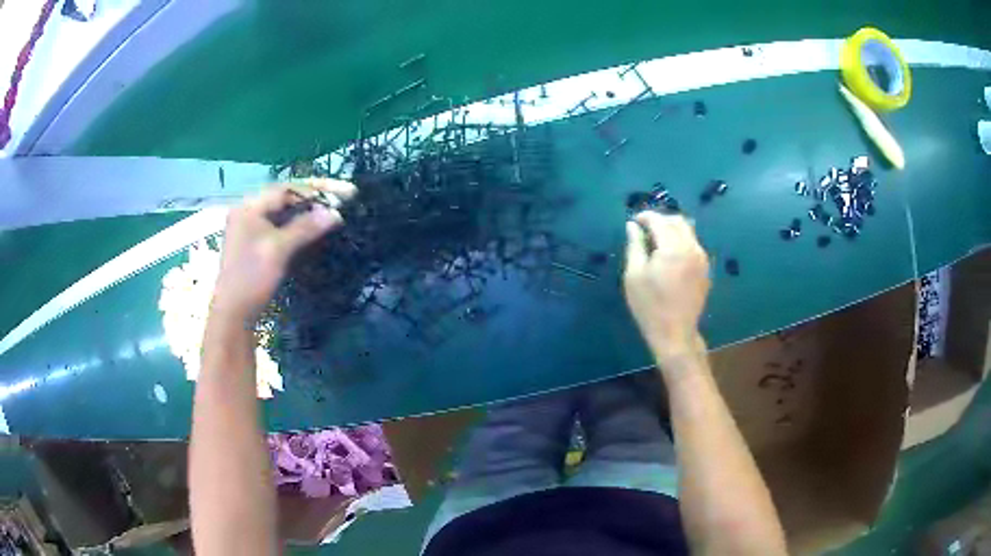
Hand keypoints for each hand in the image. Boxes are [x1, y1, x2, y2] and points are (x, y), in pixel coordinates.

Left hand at [211, 179, 356, 322]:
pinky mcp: (256, 244)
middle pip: (286, 197)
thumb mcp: (279, 250)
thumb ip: (305, 227)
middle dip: (315, 197)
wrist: (233, 314)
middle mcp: (249, 212)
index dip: (317, 188)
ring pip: (285, 212)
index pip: (288, 188)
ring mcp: (251, 229)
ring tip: (334, 210)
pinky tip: (315, 227)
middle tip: (344, 198)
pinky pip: (281, 226)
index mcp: (249, 207)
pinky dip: (299, 225)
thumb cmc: (252, 278)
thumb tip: (335, 212)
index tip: (345, 193)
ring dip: (309, 211)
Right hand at [623, 211, 710, 364]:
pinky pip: (694, 245)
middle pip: (677, 221)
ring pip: (688, 231)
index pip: (659, 220)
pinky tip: (670, 256)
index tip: (634, 222)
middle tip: (645, 231)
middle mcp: (691, 247)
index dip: (645, 217)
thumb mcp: (634, 275)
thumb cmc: (650, 305)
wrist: (675, 333)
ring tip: (657, 243)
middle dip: (660, 221)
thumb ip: (635, 246)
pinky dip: (681, 242)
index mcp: (673, 247)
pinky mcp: (705, 269)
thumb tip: (633, 226)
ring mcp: (702, 258)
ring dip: (672, 230)